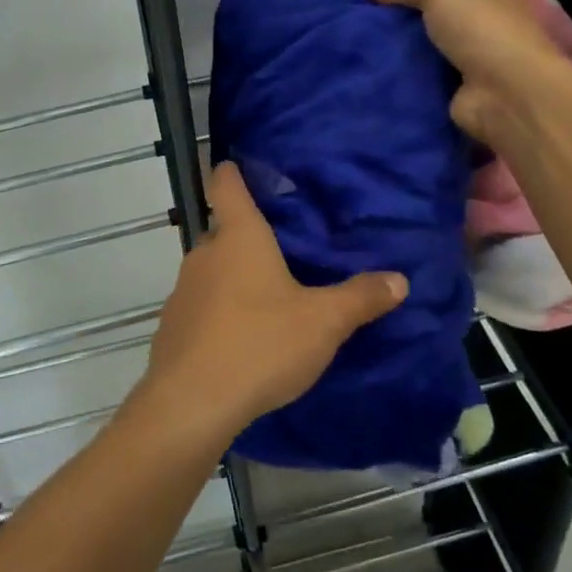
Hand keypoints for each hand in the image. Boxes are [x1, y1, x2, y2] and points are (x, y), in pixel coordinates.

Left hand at [138, 162, 407, 445]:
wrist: (191, 405)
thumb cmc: (260, 345)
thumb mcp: (323, 322)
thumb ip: (360, 297)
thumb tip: (399, 279)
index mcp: (239, 238)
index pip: (227, 185)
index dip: (233, 172)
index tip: (242, 166)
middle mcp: (204, 255)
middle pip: (222, 231)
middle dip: (248, 236)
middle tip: (283, 249)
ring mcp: (182, 292)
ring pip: (211, 271)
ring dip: (234, 277)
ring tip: (267, 297)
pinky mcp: (172, 328)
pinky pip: (200, 307)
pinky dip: (219, 312)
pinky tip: (241, 339)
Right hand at [368, 0, 569, 146]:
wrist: (504, 93)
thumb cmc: (480, 29)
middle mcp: (482, 26)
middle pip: (433, 19)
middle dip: (401, 19)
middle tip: (358, 17)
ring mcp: (471, 62)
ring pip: (425, 51)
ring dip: (398, 52)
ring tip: (357, 45)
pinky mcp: (457, 93)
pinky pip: (421, 81)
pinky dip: (402, 80)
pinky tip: (371, 73)